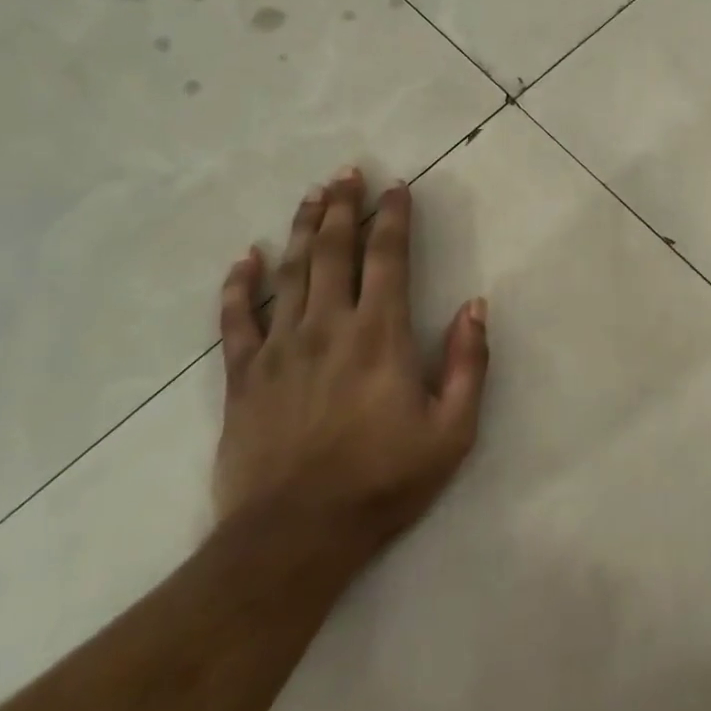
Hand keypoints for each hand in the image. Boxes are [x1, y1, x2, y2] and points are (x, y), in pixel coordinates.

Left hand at [212, 169, 488, 551]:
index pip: (388, 257)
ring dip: (303, 229)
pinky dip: (239, 284)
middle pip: (335, 251)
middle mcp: (328, 327)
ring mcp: (279, 349)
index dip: (394, 217)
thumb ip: (469, 363)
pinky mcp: (243, 377)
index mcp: (380, 335)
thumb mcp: (452, 430)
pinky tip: (245, 257)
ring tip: (312, 195)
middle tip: (346, 172)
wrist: (293, 539)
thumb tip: (475, 305)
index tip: (397, 186)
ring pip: (290, 272)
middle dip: (344, 207)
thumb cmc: (383, 482)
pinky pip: (235, 320)